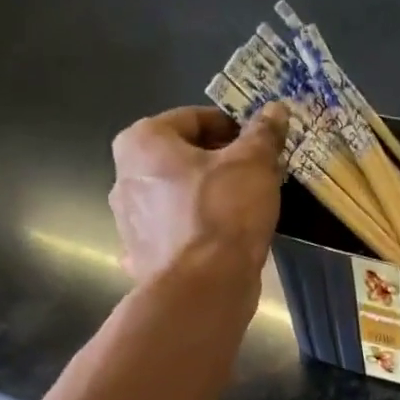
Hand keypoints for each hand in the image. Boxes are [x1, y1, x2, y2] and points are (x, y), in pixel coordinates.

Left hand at [109, 104, 288, 283]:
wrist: (203, 289)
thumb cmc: (223, 214)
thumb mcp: (253, 164)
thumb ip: (263, 134)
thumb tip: (275, 109)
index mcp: (142, 142)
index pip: (194, 119)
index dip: (233, 128)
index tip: (260, 145)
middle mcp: (124, 177)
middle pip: (181, 159)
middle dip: (218, 164)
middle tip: (256, 177)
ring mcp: (128, 223)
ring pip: (176, 198)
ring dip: (205, 199)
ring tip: (242, 212)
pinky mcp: (142, 259)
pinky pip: (173, 236)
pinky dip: (192, 235)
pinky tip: (216, 245)